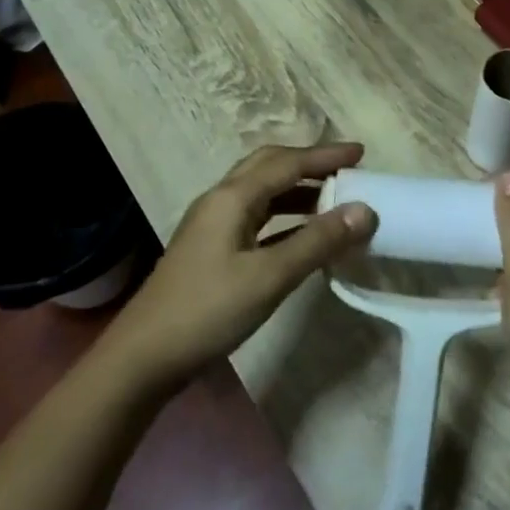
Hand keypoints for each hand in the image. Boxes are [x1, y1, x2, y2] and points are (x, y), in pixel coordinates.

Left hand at [106, 142, 376, 389]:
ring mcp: (213, 224)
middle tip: (346, 170)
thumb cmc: (208, 310)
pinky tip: (302, 235)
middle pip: (269, 166)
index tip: (362, 153)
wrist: (144, 357)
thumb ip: (318, 241)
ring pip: (261, 191)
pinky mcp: (212, 248)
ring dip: (297, 190)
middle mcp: (221, 200)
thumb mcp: (270, 277)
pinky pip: (256, 217)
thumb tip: (365, 210)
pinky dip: (284, 216)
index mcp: (232, 197)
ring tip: (333, 200)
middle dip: (309, 163)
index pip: (287, 163)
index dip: (326, 156)